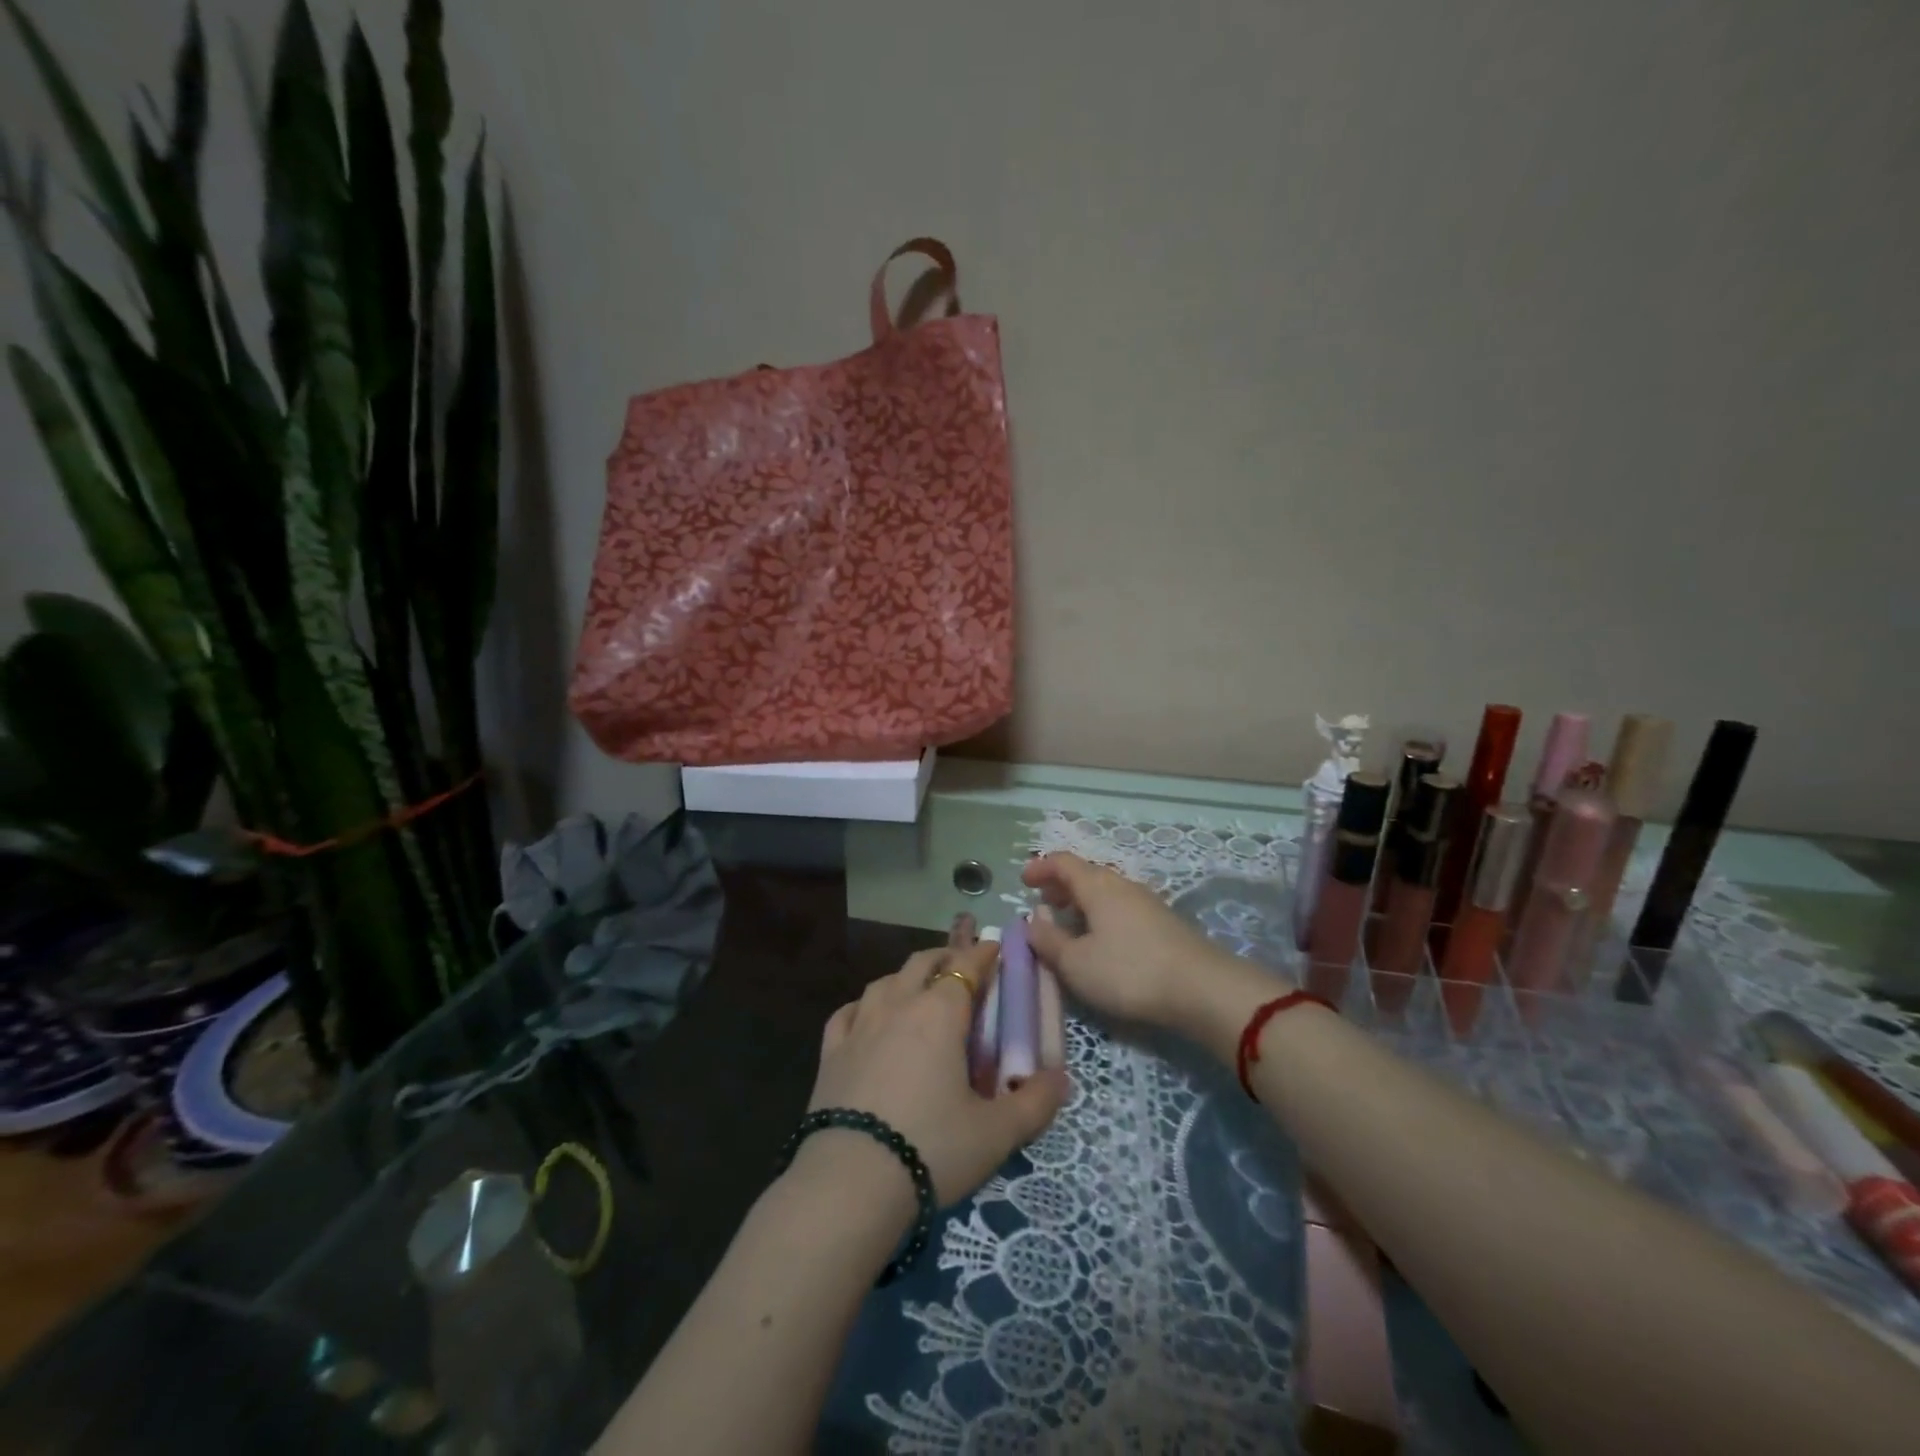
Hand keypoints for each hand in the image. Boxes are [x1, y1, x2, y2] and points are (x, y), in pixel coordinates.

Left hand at [805, 943, 1069, 1206]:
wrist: (850, 1184)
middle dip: (946, 957)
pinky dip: (864, 1006)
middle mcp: (898, 1005)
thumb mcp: (997, 1133)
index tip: (996, 948)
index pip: (966, 965)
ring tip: (919, 990)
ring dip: (907, 978)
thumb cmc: (932, 1148)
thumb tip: (1061, 1078)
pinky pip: (848, 1012)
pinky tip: (867, 1017)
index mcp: (939, 1013)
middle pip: (923, 963)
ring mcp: (859, 1026)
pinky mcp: (830, 1053)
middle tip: (964, 968)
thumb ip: (1035, 1102)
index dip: (983, 953)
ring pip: (885, 981)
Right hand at [1023, 852, 1262, 1031]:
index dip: (1041, 867)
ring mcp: (1146, 903)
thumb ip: (1048, 940)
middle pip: (1086, 874)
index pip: (1063, 862)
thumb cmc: (1128, 971)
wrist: (1201, 989)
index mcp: (1097, 886)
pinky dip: (1102, 914)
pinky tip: (1101, 940)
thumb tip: (1031, 920)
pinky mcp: (1163, 923)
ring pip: (1106, 891)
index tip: (1023, 881)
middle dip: (1061, 884)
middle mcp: (1122, 885)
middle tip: (1043, 902)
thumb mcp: (1076, 963)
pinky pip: (1121, 907)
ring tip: (1069, 923)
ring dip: (1082, 901)